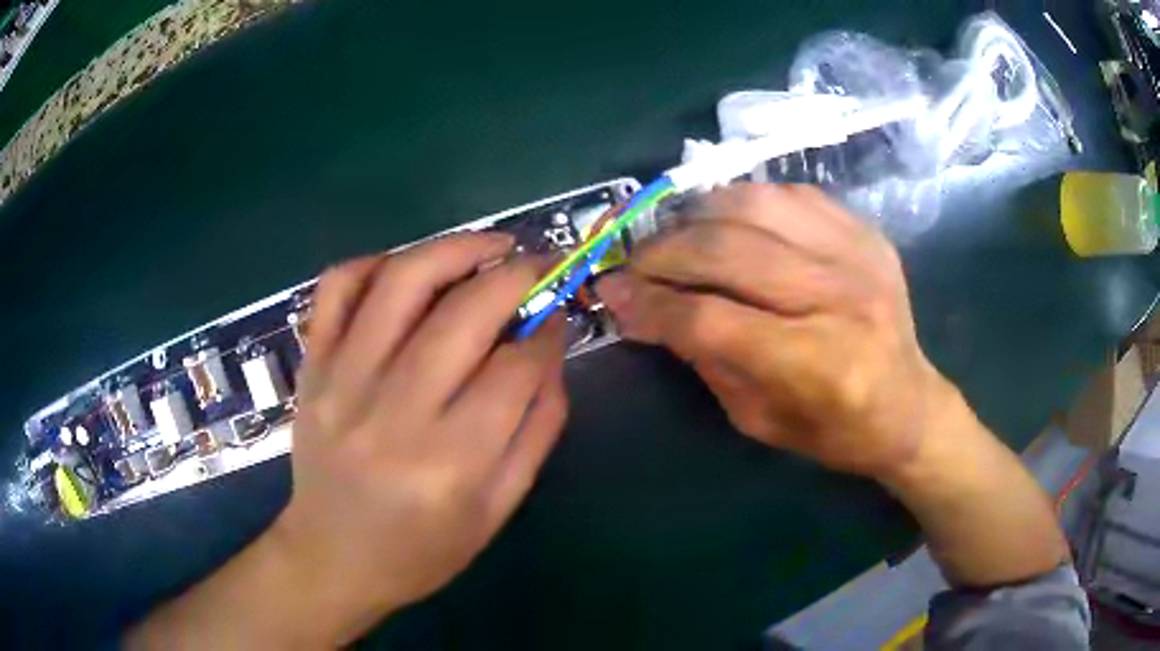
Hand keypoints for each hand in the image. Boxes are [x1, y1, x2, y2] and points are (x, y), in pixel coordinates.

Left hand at [272, 233, 567, 638]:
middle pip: (463, 314)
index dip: (546, 333)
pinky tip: (406, 272)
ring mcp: (342, 382)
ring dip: (454, 248)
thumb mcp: (498, 509)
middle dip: (514, 276)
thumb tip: (549, 349)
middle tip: (538, 266)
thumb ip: (536, 428)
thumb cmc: (422, 549)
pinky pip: (337, 288)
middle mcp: (393, 413)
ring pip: (400, 282)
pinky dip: (374, 262)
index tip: (557, 318)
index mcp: (449, 464)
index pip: (514, 370)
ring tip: (488, 245)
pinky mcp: (312, 367)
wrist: (332, 557)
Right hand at [597, 184, 944, 478]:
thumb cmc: (835, 431)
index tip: (612, 294)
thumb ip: (705, 359)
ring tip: (676, 237)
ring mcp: (858, 255)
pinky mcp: (866, 233)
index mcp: (817, 365)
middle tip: (633, 262)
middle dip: (662, 253)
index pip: (711, 319)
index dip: (651, 304)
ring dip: (697, 215)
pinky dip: (745, 202)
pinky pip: (790, 194)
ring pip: (755, 206)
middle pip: (729, 251)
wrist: (910, 406)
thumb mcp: (759, 420)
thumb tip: (647, 309)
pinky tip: (727, 222)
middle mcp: (840, 298)